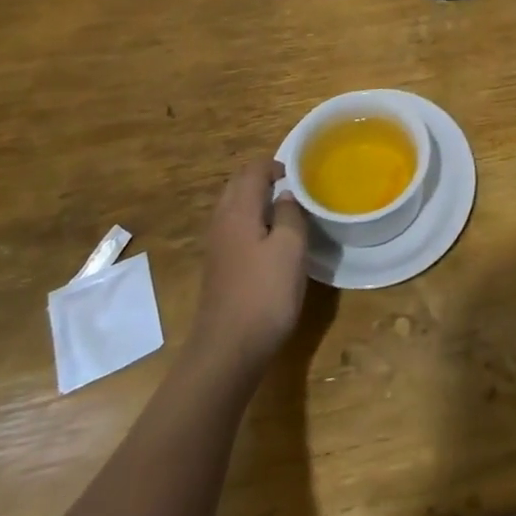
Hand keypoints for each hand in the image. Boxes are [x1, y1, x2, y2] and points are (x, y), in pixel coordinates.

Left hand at [190, 160, 307, 375]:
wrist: (228, 350)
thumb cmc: (265, 293)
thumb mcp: (290, 247)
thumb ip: (289, 214)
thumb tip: (285, 196)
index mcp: (238, 211)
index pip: (252, 171)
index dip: (275, 165)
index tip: (299, 173)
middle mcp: (221, 222)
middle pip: (238, 185)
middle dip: (263, 179)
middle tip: (293, 187)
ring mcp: (216, 247)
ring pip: (234, 208)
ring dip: (257, 201)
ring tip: (286, 211)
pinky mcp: (219, 268)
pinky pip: (234, 229)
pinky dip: (252, 222)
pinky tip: (271, 241)